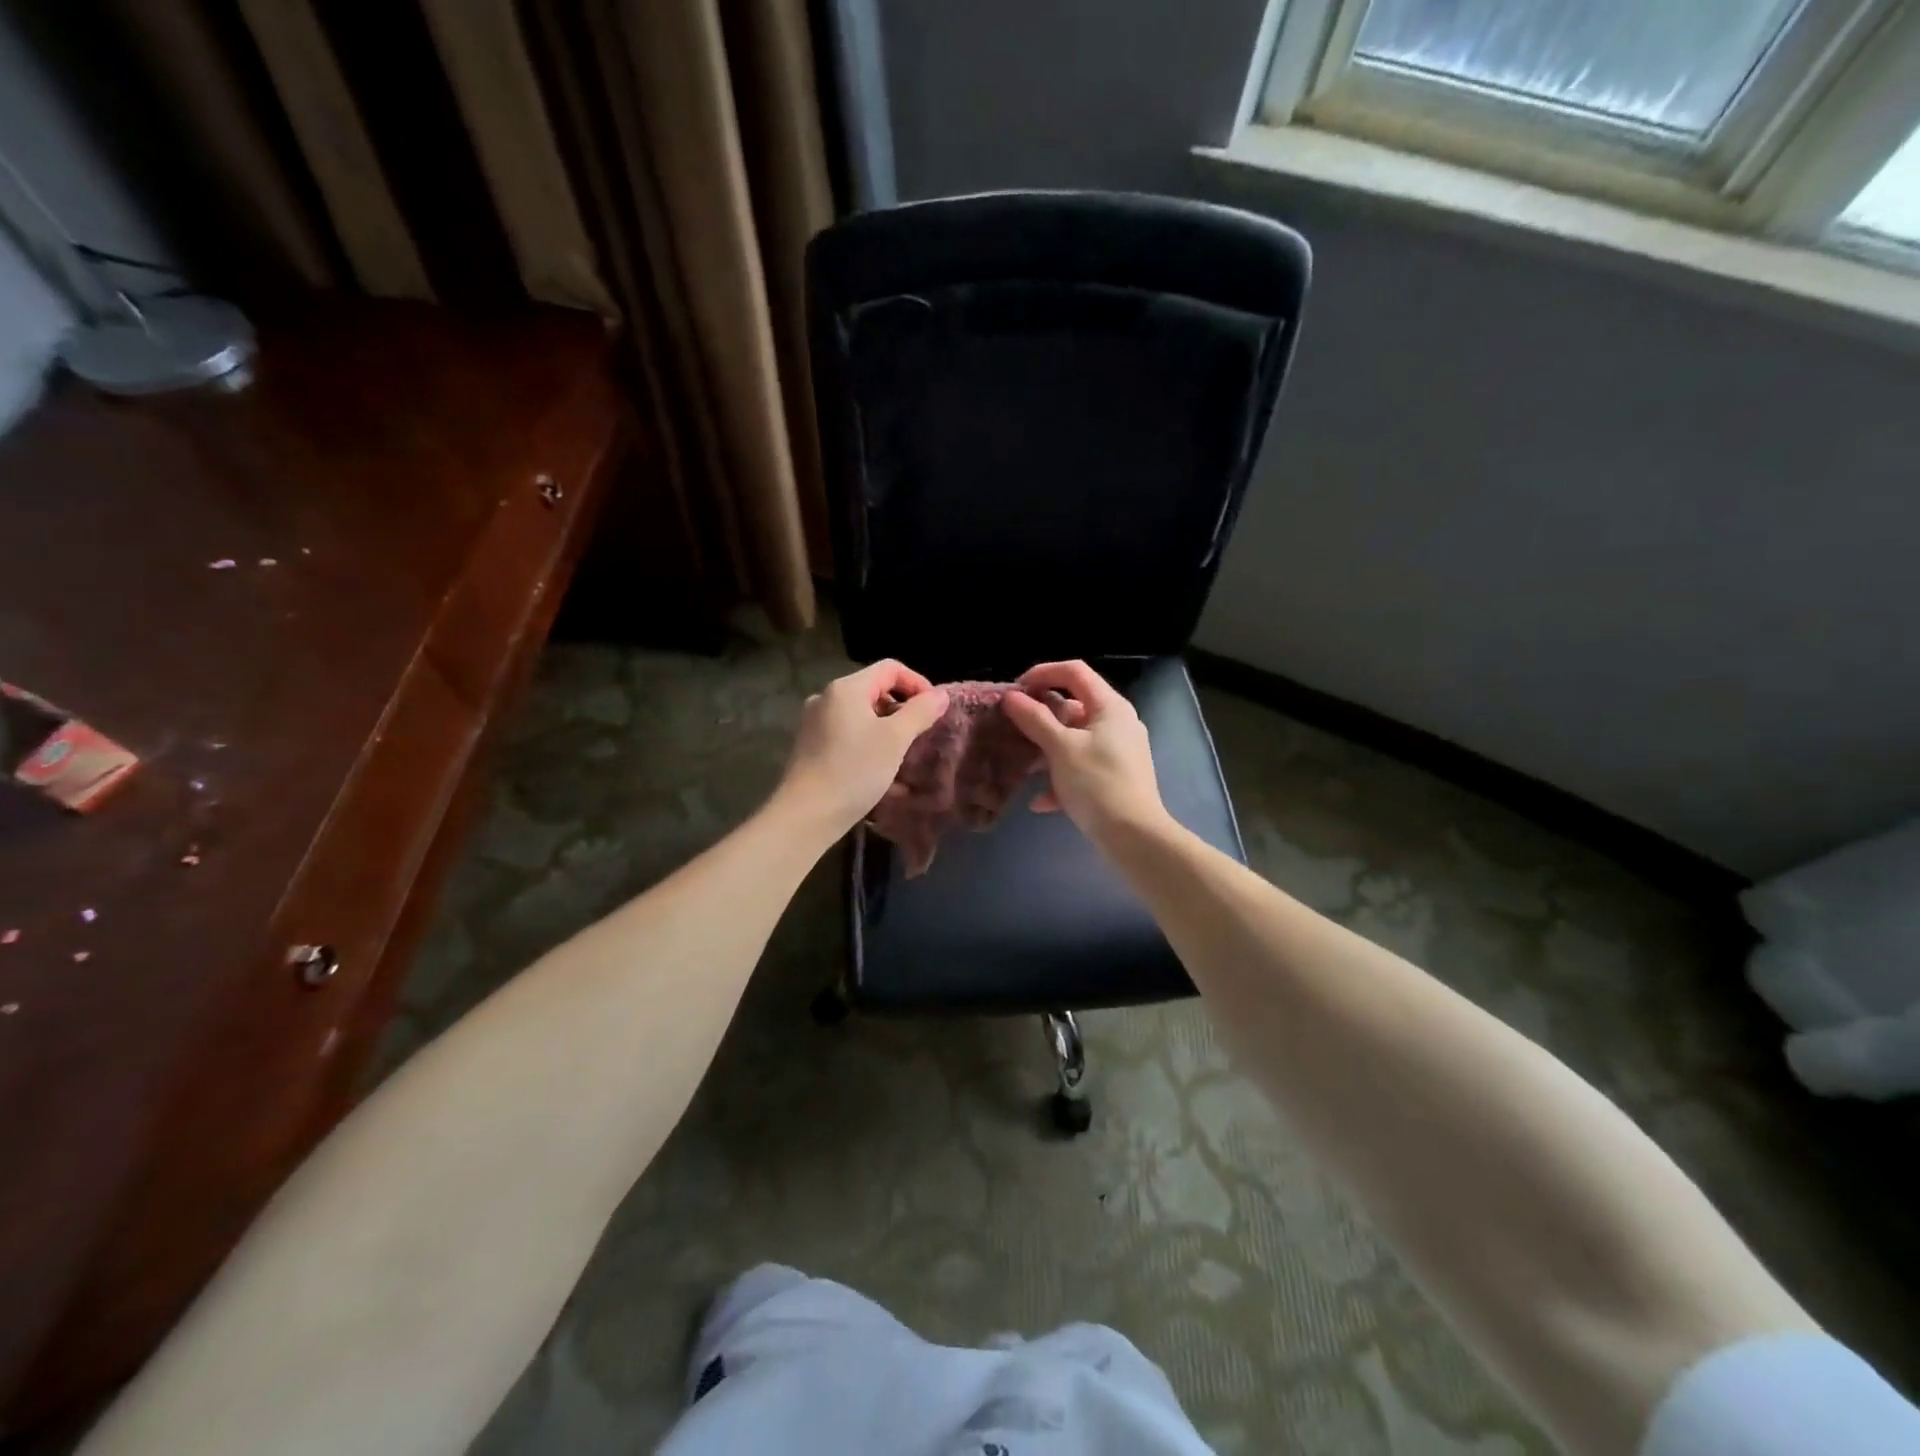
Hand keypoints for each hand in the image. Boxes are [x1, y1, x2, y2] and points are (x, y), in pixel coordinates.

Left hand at [775, 660, 948, 837]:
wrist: (805, 815)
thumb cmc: (854, 770)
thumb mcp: (894, 740)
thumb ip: (920, 712)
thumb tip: (939, 695)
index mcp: (846, 689)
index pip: (890, 669)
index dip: (917, 683)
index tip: (934, 710)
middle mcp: (827, 699)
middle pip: (874, 691)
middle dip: (903, 710)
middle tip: (922, 736)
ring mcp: (815, 724)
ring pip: (862, 718)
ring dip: (888, 732)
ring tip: (904, 758)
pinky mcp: (811, 749)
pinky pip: (849, 738)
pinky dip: (869, 748)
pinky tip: (884, 777)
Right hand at [1003, 661, 1168, 843]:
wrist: (1133, 836)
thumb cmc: (1097, 783)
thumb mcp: (1060, 748)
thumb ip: (1035, 719)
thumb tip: (1012, 697)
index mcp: (1109, 707)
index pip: (1074, 672)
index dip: (1042, 673)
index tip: (1015, 691)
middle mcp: (1117, 723)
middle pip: (1073, 706)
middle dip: (1040, 716)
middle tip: (1012, 726)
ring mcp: (1118, 752)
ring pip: (1074, 739)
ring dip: (1046, 749)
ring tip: (1022, 765)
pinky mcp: (1114, 778)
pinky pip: (1081, 767)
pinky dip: (1061, 778)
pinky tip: (1040, 802)